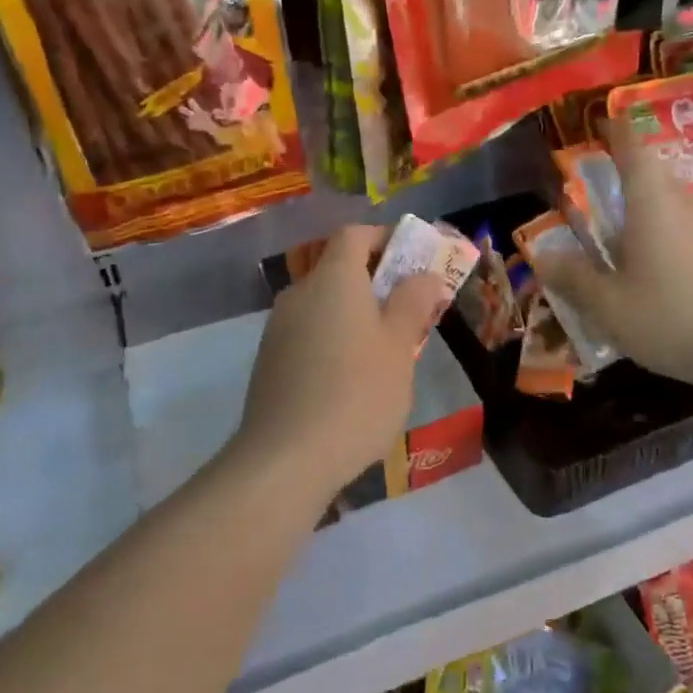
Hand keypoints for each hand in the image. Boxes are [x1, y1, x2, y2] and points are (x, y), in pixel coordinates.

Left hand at [233, 225, 448, 494]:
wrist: (286, 458)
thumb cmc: (357, 394)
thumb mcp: (399, 347)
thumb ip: (412, 303)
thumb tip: (423, 274)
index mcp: (333, 279)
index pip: (354, 234)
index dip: (385, 239)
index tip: (414, 261)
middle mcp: (299, 293)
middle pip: (338, 270)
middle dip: (376, 282)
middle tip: (410, 313)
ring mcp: (278, 328)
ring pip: (324, 305)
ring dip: (355, 314)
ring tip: (387, 352)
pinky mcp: (269, 361)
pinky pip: (309, 333)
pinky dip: (333, 339)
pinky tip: (351, 380)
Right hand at [538, 119, 692, 388]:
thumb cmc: (667, 317)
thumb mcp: (606, 303)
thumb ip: (573, 277)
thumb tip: (543, 257)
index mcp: (651, 206)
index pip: (635, 152)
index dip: (618, 132)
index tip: (603, 119)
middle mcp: (680, 209)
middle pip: (654, 175)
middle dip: (627, 170)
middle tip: (598, 180)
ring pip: (668, 203)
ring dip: (642, 205)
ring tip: (614, 226)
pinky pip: (680, 229)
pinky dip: (657, 232)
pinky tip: (644, 264)